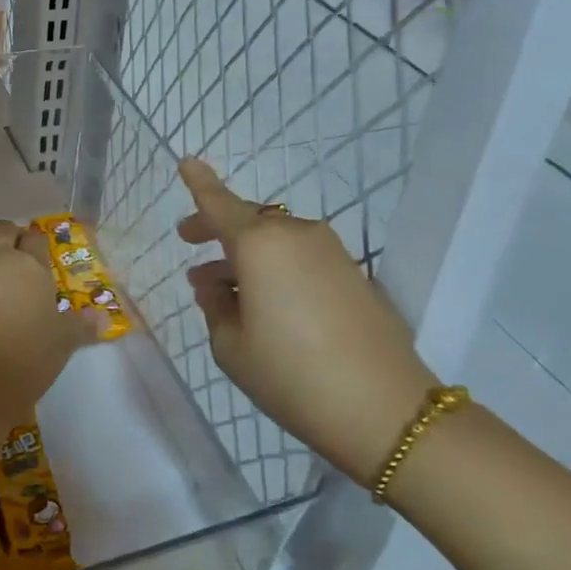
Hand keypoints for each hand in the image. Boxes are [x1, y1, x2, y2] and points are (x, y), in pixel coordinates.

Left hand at [0, 220, 100, 424]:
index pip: (35, 239)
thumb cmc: (28, 357)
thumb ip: (82, 326)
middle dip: (7, 235)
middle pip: (0, 231)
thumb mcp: (63, 342)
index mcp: (31, 267)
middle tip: (10, 251)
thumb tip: (104, 319)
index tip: (36, 251)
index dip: (35, 242)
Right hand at [177, 159, 439, 478]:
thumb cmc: (292, 375)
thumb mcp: (231, 347)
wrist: (384, 408)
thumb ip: (215, 306)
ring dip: (246, 255)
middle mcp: (297, 235)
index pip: (220, 204)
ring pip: (276, 240)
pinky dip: (275, 268)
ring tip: (220, 289)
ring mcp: (330, 252)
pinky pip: (301, 257)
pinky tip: (263, 302)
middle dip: (218, 229)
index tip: (186, 161)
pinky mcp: (353, 274)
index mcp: (260, 245)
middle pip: (250, 220)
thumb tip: (216, 284)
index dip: (199, 184)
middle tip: (190, 243)